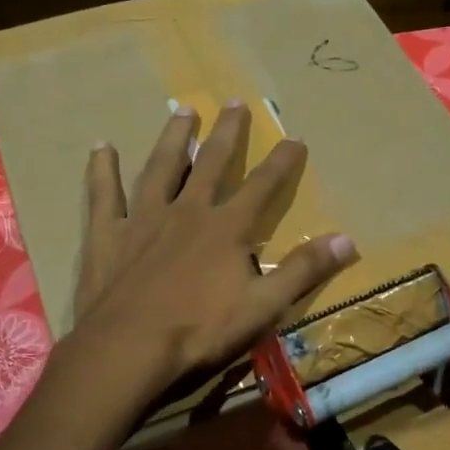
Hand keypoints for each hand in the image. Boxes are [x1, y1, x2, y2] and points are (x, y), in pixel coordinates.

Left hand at [74, 102, 358, 396]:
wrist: (128, 348)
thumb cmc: (199, 331)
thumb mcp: (263, 307)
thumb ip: (303, 271)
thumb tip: (347, 239)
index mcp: (226, 229)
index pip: (262, 186)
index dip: (282, 162)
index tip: (295, 138)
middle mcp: (186, 211)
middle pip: (210, 162)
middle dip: (226, 132)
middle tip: (233, 101)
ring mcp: (142, 218)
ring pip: (161, 167)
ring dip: (173, 137)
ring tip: (182, 109)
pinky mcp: (107, 234)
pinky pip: (103, 195)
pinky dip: (102, 170)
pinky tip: (101, 146)